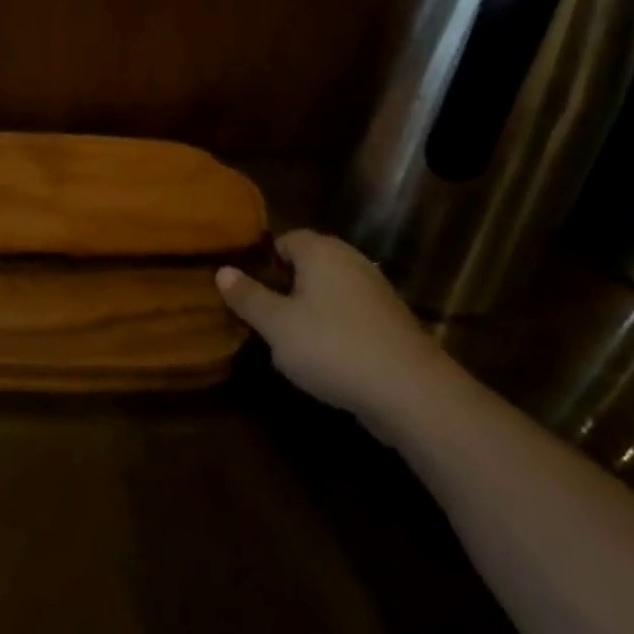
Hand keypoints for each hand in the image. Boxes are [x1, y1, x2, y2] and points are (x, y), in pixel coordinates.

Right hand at [217, 230, 458, 440]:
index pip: (285, 240)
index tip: (246, 291)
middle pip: (308, 265)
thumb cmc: (332, 347)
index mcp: (321, 250)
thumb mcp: (276, 325)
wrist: (412, 393)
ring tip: (290, 344)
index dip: (263, 262)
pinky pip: (351, 316)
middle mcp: (351, 260)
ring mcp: (376, 291)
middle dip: (285, 288)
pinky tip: (326, 360)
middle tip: (262, 319)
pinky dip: (336, 330)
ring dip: (310, 312)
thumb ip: (247, 296)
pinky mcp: (392, 323)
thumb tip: (222, 270)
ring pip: (330, 292)